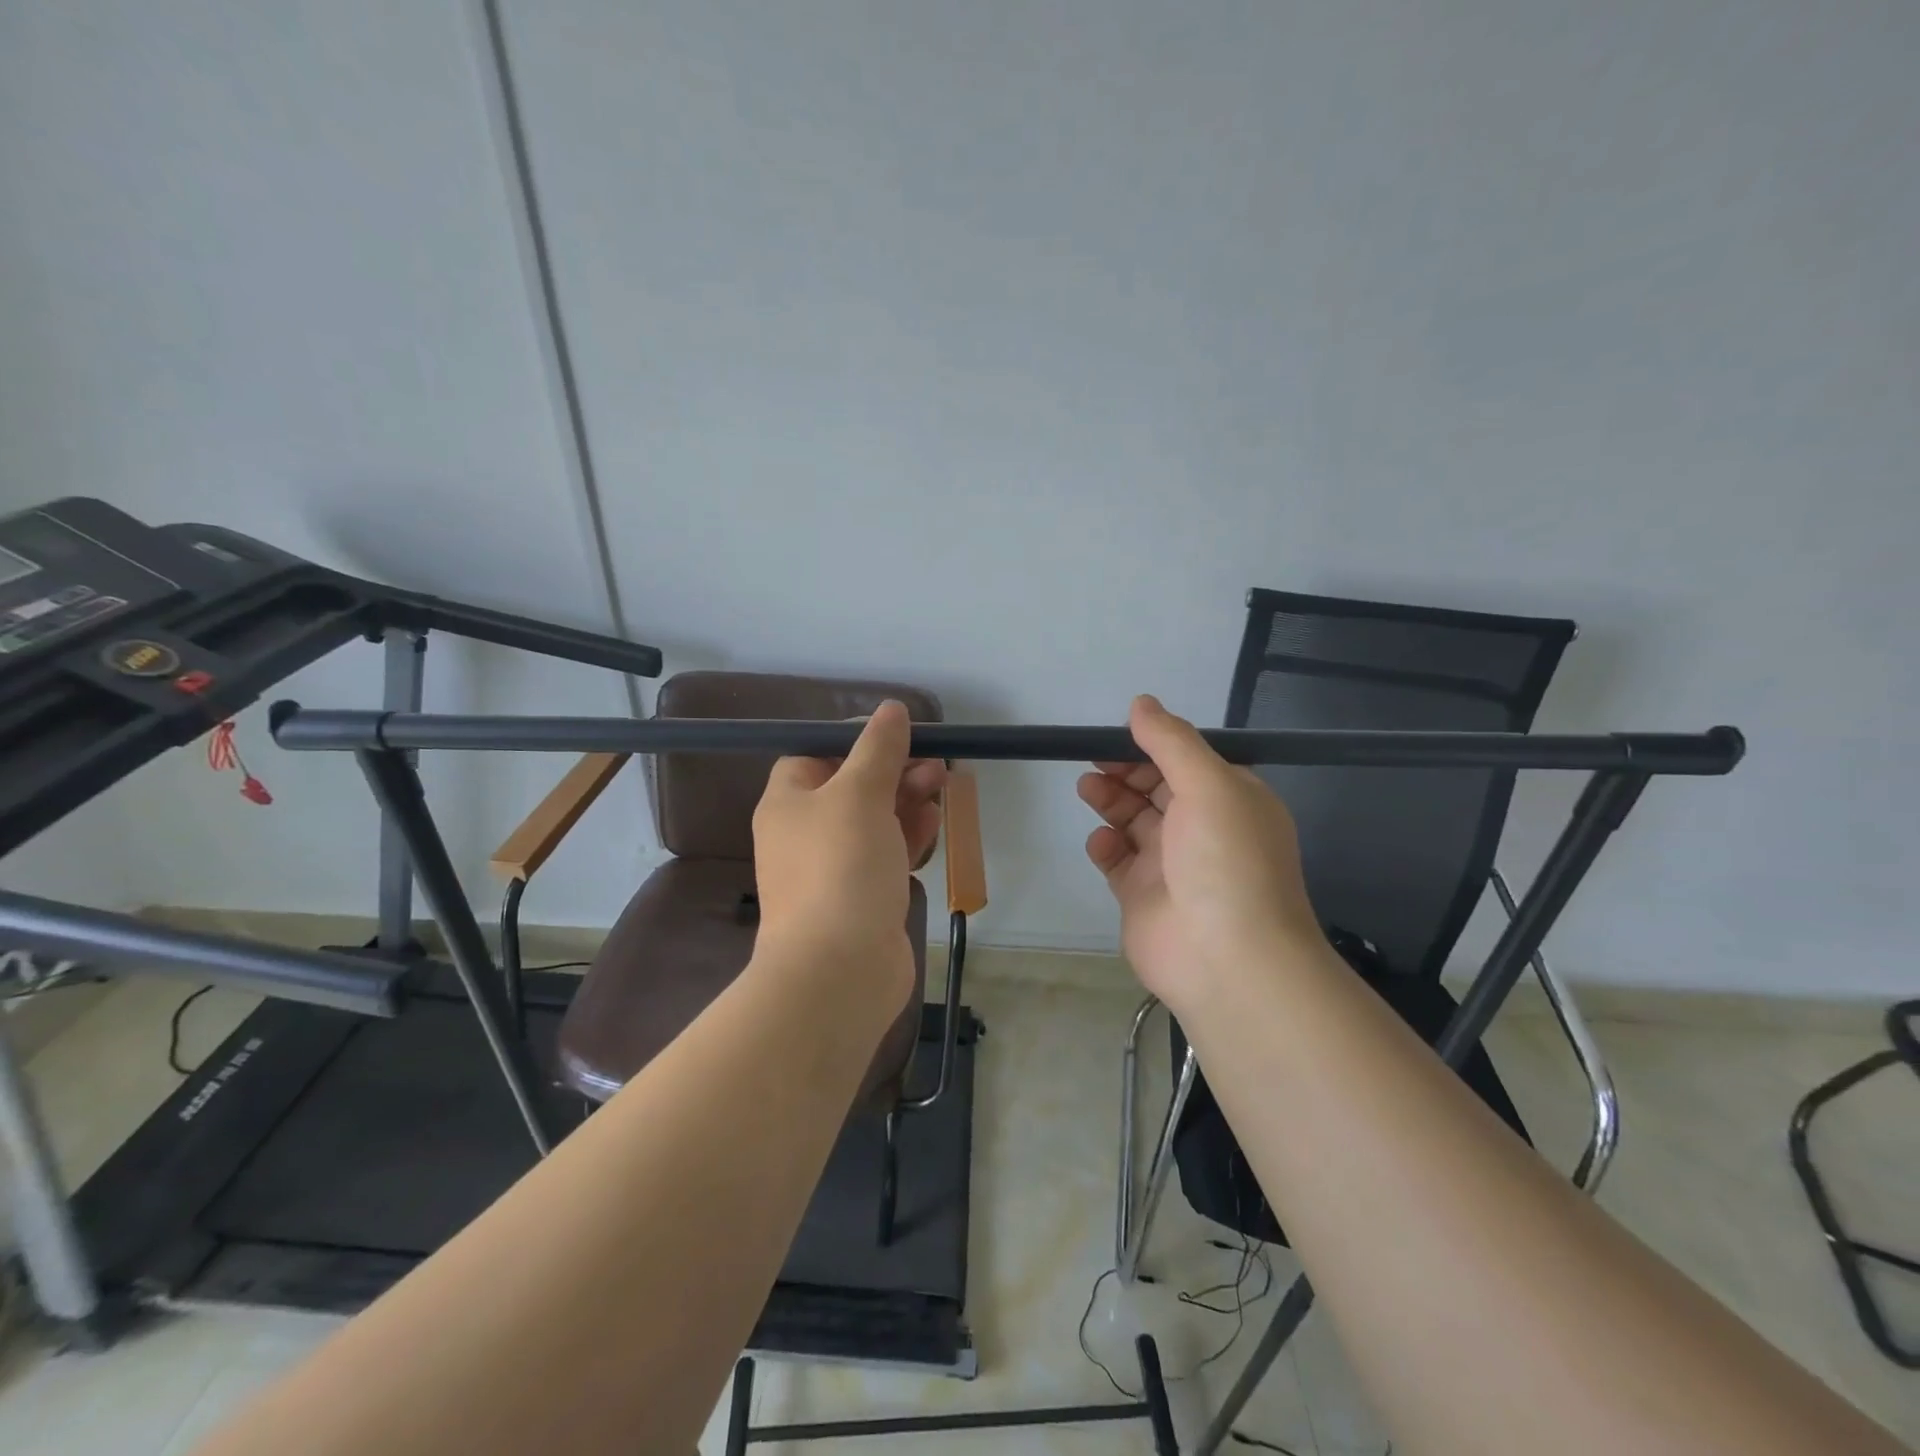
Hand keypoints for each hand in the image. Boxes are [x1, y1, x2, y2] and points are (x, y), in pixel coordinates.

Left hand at [752, 702, 946, 1011]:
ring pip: (874, 820)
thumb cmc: (841, 867)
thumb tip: (890, 709)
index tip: (896, 736)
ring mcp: (833, 869)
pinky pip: (886, 854)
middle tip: (934, 763)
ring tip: (941, 785)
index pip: (814, 754)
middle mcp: (805, 833)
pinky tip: (934, 822)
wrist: (838, 970)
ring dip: (907, 800)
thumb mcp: (859, 794)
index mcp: (789, 803)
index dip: (853, 741)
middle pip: (851, 786)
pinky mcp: (861, 898)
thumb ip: (877, 749)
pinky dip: (909, 836)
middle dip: (893, 770)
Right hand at [1077, 695, 1326, 1012]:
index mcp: (1231, 800)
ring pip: (1133, 821)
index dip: (1152, 745)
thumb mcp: (1208, 785)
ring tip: (1089, 790)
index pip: (1187, 761)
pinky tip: (1101, 844)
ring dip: (1111, 802)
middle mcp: (1203, 830)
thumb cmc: (1225, 861)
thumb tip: (1141, 703)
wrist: (1226, 960)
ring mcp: (1171, 865)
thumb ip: (1171, 741)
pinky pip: (1118, 861)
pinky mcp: (1142, 896)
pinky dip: (1106, 847)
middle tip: (1094, 762)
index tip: (1117, 735)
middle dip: (1125, 771)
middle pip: (1156, 788)